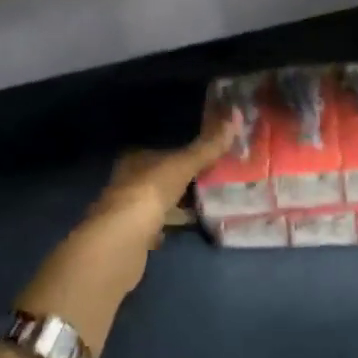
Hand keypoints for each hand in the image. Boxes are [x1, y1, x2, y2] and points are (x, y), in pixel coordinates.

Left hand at [20, 110, 242, 352]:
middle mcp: (125, 181)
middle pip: (158, 176)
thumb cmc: (150, 192)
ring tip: (204, 203)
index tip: (204, 156)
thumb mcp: (184, 164)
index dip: (181, 153)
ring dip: (175, 204)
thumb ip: (208, 146)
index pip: (160, 151)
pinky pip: (154, 227)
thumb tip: (236, 117)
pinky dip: (167, 226)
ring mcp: (125, 211)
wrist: (122, 241)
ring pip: (156, 202)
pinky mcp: (129, 238)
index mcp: (134, 159)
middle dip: (180, 179)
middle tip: (210, 179)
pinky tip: (183, 228)